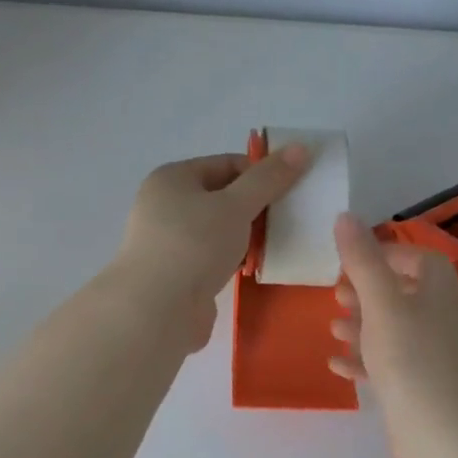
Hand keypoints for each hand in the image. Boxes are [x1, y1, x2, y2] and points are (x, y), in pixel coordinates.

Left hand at [112, 146, 307, 349]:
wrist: (157, 310)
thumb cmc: (194, 245)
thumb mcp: (236, 205)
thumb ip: (268, 179)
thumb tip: (301, 147)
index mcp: (172, 178)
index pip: (226, 164)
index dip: (260, 173)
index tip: (291, 191)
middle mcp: (165, 206)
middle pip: (221, 197)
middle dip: (255, 207)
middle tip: (288, 219)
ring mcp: (169, 243)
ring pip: (218, 231)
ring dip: (246, 237)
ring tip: (276, 245)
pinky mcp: (177, 275)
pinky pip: (213, 259)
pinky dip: (233, 261)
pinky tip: (254, 269)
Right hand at [329, 214, 457, 456]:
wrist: (436, 429)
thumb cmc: (408, 355)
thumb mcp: (379, 300)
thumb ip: (361, 258)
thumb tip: (345, 216)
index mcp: (438, 288)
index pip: (416, 257)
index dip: (384, 254)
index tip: (350, 262)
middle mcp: (440, 315)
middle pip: (401, 291)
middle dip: (366, 290)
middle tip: (336, 294)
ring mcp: (432, 351)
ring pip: (392, 327)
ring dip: (361, 324)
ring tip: (332, 326)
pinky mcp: (420, 382)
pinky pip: (389, 360)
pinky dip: (363, 357)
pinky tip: (337, 363)